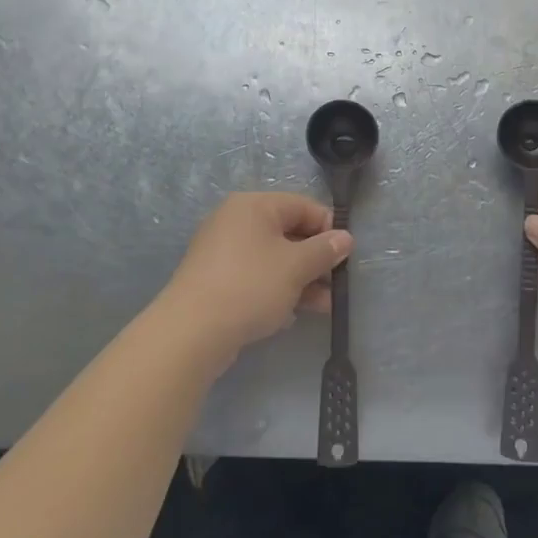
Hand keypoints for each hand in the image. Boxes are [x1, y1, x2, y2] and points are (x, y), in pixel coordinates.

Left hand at [161, 193, 351, 362]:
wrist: (191, 332)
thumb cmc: (250, 286)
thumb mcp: (296, 267)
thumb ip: (324, 250)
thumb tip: (345, 238)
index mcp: (254, 206)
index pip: (302, 206)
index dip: (328, 228)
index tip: (345, 255)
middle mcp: (236, 221)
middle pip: (287, 232)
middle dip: (315, 259)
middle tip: (337, 284)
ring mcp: (222, 251)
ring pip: (272, 258)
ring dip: (300, 279)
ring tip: (324, 306)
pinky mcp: (215, 280)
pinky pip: (255, 277)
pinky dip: (276, 290)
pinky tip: (290, 315)